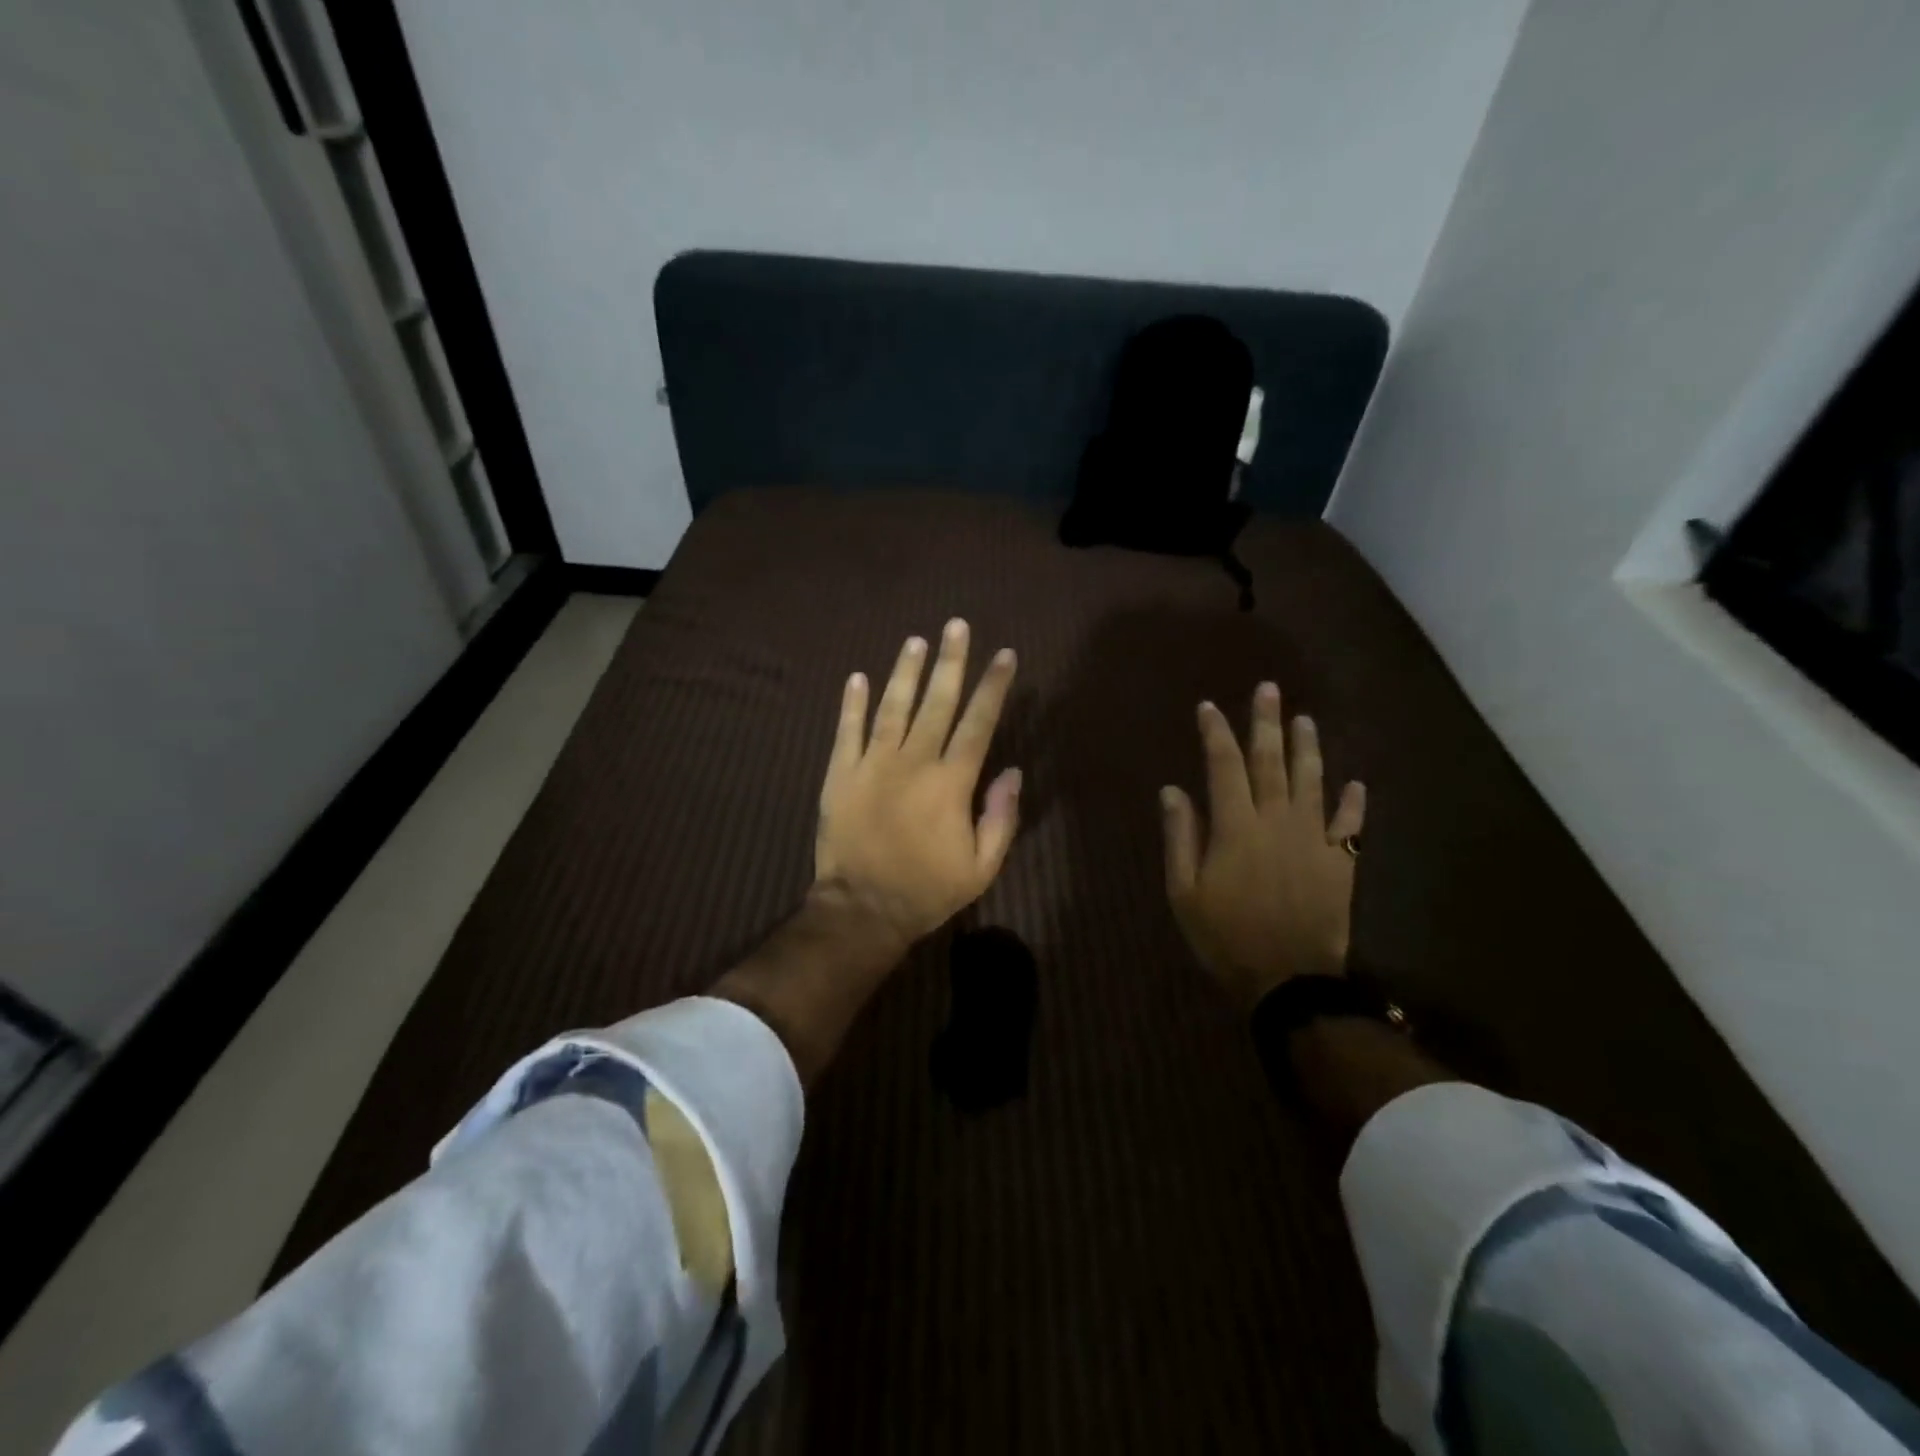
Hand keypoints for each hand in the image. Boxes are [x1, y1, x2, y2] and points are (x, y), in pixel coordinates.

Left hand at [814, 620, 1021, 947]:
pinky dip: (851, 704)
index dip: (993, 687)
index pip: (978, 722)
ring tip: (916, 640)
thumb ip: (1001, 817)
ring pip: (892, 707)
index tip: (1004, 656)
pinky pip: (847, 732)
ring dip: (906, 672)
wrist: (862, 909)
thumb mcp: (981, 866)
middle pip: (936, 702)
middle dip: (951, 661)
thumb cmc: (927, 890)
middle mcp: (913, 762)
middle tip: (957, 625)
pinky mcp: (841, 775)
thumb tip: (1013, 772)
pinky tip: (858, 677)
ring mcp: (872, 765)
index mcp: (951, 782)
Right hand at [1160, 683, 1365, 1006]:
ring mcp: (1314, 840)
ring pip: (1312, 782)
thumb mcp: (1184, 891)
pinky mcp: (1341, 863)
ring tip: (1304, 719)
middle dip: (1266, 723)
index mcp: (1236, 827)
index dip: (1215, 733)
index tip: (1208, 707)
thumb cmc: (1225, 936)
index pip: (1223, 766)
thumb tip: (1173, 790)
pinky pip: (1350, 826)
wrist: (1288, 981)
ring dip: (1308, 748)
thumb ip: (1180, 837)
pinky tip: (1355, 783)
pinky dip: (1353, 803)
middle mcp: (1277, 821)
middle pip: (1271, 762)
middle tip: (1268, 689)